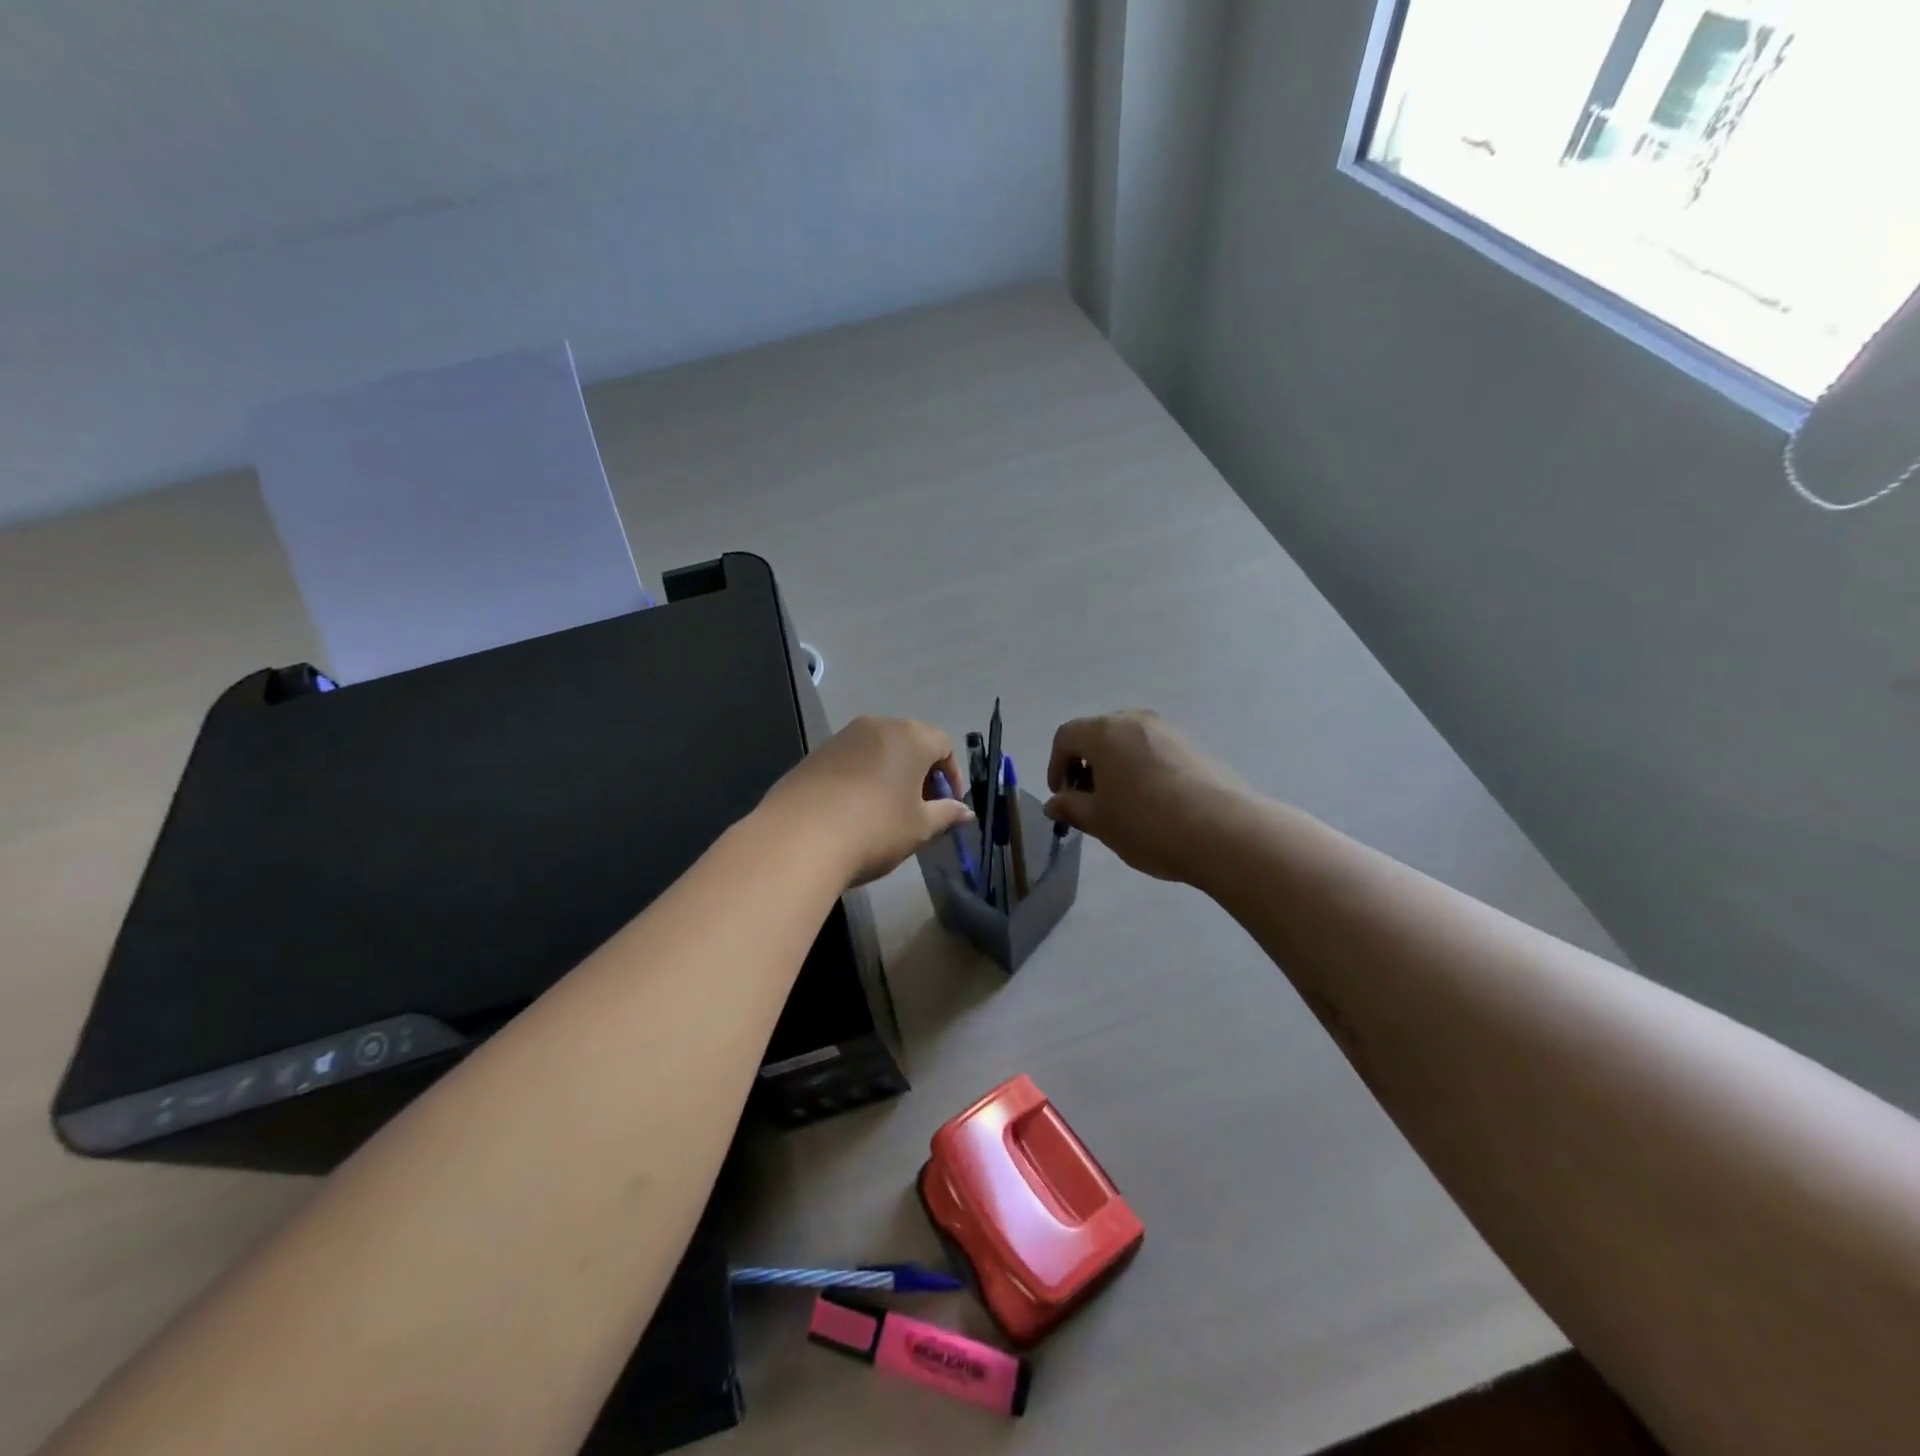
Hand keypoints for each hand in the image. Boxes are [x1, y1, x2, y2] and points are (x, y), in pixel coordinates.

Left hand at [762, 716, 973, 888]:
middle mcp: (876, 726)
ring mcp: (841, 738)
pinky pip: (851, 762)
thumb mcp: (920, 827)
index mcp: (909, 736)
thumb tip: (965, 811)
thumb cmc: (875, 828)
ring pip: (878, 751)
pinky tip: (855, 812)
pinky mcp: (814, 755)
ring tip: (888, 813)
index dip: (951, 775)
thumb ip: (946, 814)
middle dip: (921, 774)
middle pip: (910, 743)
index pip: (943, 744)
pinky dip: (862, 779)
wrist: (798, 838)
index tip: (948, 805)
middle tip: (922, 810)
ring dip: (890, 775)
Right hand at [1045, 710, 1250, 882]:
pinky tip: (1152, 803)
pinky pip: (1155, 751)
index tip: (1062, 796)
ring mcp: (1169, 731)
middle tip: (1088, 799)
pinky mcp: (1195, 747)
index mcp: (1105, 733)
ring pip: (1128, 742)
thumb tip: (1055, 803)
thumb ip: (1072, 808)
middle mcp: (1136, 721)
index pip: (1066, 737)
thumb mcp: (1100, 821)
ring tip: (1121, 804)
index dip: (1056, 765)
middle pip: (1098, 734)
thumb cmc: (1147, 823)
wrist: (1224, 832)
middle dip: (1086, 764)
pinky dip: (1142, 769)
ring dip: (1115, 766)